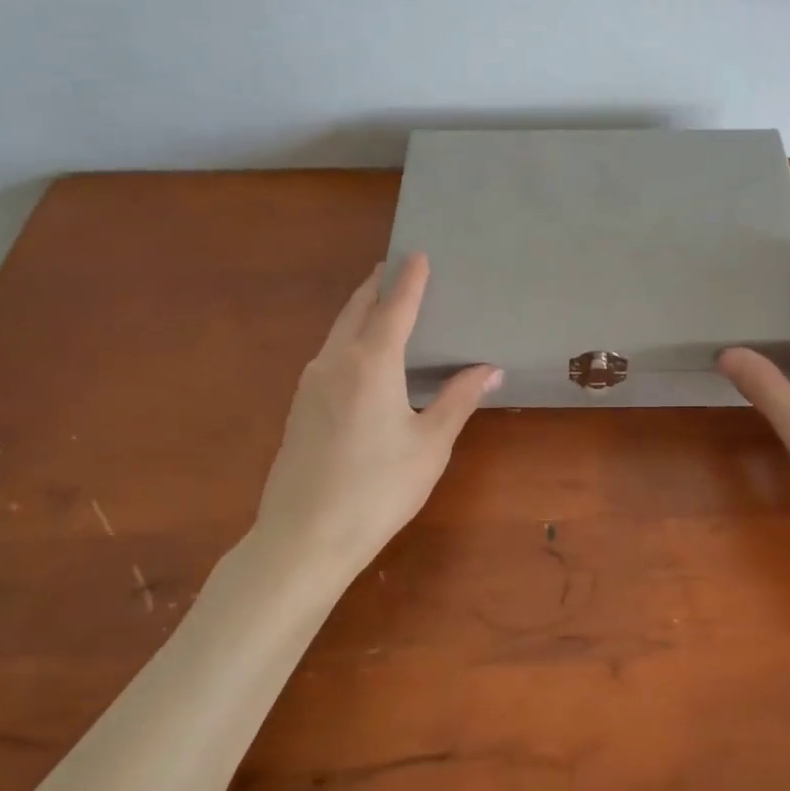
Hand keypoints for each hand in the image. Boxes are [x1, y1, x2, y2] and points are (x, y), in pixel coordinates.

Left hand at [247, 254, 501, 583]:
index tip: (419, 253)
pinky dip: (349, 337)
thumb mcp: (430, 444)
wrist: (305, 538)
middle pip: (357, 309)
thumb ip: (458, 399)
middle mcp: (335, 361)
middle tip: (397, 268)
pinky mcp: (300, 406)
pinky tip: (362, 355)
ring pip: (338, 330)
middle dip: (378, 285)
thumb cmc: (379, 489)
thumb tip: (489, 368)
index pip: (395, 307)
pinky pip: (329, 354)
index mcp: (372, 363)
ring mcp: (310, 383)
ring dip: (360, 309)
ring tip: (382, 303)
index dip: (410, 279)